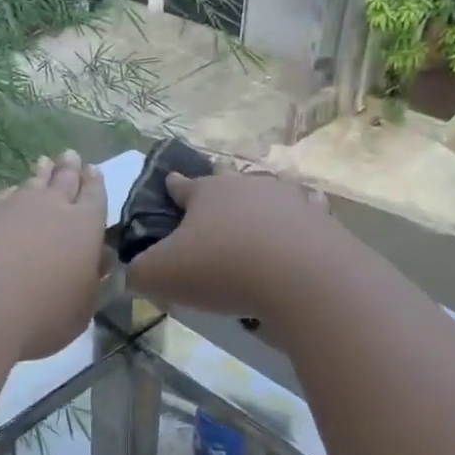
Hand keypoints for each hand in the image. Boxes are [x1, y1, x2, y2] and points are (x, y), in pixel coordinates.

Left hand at [0, 152, 107, 361]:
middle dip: (69, 169)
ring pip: (32, 185)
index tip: (93, 170)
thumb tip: (97, 261)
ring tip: (44, 163)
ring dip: (40, 175)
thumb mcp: (82, 307)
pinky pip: (4, 197)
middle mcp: (52, 208)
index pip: (94, 197)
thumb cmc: (43, 313)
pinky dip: (11, 193)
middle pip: (63, 181)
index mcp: (84, 226)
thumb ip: (91, 282)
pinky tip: (10, 194)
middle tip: (70, 155)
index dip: (95, 184)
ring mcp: (13, 209)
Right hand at [127, 167, 338, 325]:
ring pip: (271, 188)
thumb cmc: (223, 269)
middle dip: (219, 179)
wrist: (301, 277)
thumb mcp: (163, 276)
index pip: (184, 185)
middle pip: (228, 176)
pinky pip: (309, 211)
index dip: (174, 185)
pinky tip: (302, 222)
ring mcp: (288, 200)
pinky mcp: (320, 220)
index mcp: (207, 194)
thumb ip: (141, 272)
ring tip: (260, 205)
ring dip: (262, 196)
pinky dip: (302, 216)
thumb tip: (134, 273)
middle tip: (216, 184)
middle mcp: (247, 187)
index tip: (170, 180)